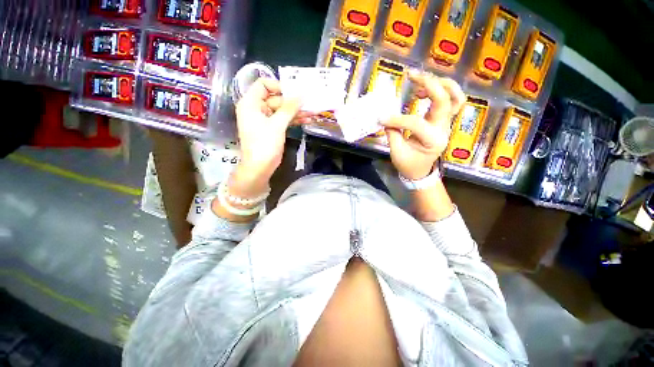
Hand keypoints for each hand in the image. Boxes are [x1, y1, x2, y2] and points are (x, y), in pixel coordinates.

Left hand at [231, 78, 312, 195]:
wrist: (260, 167)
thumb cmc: (264, 144)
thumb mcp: (277, 124)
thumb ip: (289, 108)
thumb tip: (301, 95)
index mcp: (251, 103)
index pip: (263, 85)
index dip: (278, 86)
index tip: (294, 91)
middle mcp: (257, 108)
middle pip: (276, 98)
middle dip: (293, 102)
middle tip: (309, 104)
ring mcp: (265, 119)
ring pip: (282, 110)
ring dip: (296, 112)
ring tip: (312, 113)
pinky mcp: (272, 128)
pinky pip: (283, 120)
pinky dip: (294, 120)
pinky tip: (307, 120)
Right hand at [381, 71, 465, 179]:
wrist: (420, 171)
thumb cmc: (408, 164)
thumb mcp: (397, 153)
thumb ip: (392, 134)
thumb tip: (385, 117)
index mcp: (432, 141)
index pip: (416, 123)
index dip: (397, 119)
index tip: (382, 118)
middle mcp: (443, 129)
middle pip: (446, 100)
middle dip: (429, 84)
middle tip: (412, 77)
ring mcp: (446, 124)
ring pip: (455, 97)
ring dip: (440, 83)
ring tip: (421, 81)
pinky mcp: (442, 120)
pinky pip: (450, 101)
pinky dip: (440, 90)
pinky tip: (422, 91)